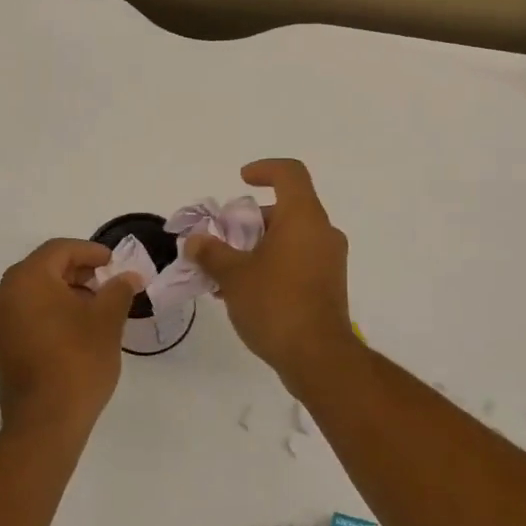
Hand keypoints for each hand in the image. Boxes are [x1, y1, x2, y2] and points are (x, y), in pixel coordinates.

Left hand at [0, 239, 140, 437]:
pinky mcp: (0, 342)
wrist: (45, 421)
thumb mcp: (107, 320)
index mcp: (27, 278)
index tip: (114, 263)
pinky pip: (27, 311)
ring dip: (66, 291)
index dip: (91, 251)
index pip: (60, 250)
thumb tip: (129, 276)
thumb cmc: (78, 361)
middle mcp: (4, 292)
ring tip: (97, 306)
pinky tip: (77, 326)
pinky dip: (51, 309)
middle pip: (45, 267)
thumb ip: (119, 290)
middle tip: (108, 282)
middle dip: (79, 271)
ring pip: (35, 290)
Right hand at [185, 159, 356, 391]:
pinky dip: (272, 265)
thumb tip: (195, 241)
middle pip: (286, 209)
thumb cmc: (275, 304)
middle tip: (222, 239)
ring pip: (290, 238)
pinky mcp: (329, 285)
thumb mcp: (233, 275)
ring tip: (225, 271)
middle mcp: (322, 232)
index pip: (290, 173)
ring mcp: (329, 260)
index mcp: (303, 218)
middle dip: (250, 221)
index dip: (264, 169)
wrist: (318, 357)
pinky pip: (297, 261)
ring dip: (258, 247)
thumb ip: (211, 252)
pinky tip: (244, 291)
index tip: (241, 181)